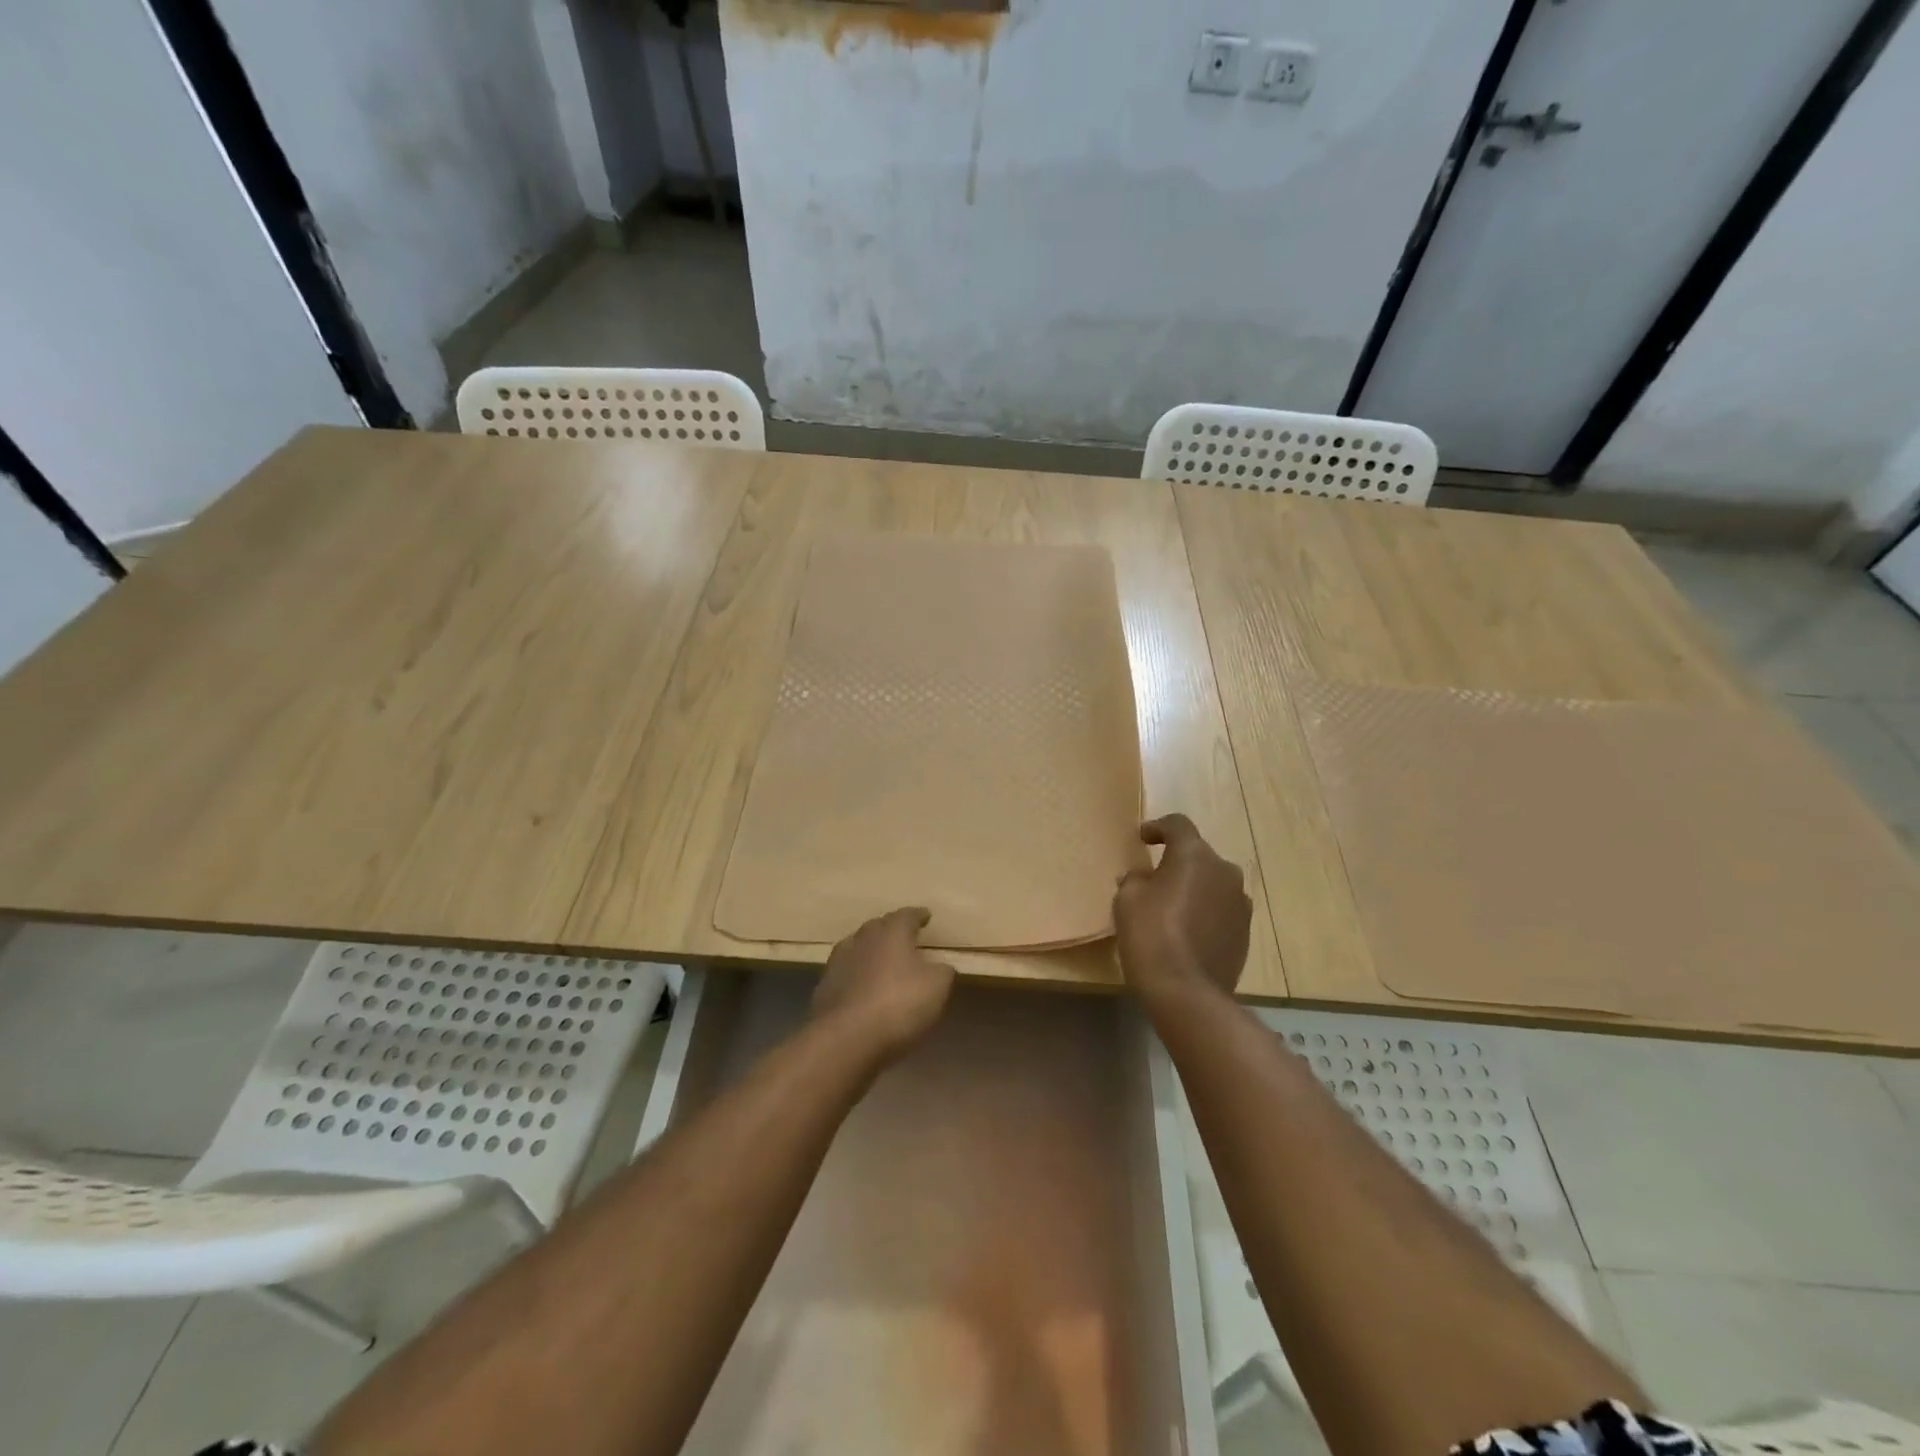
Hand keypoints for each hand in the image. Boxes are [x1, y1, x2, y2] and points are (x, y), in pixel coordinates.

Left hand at [812, 907, 956, 1061]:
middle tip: (905, 936)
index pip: (907, 915)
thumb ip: (942, 971)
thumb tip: (940, 966)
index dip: (918, 916)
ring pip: (858, 947)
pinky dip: (857, 975)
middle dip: (892, 929)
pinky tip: (863, 986)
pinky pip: (846, 972)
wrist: (846, 1039)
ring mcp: (839, 962)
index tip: (926, 916)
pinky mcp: (825, 987)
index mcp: (892, 932)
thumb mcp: (937, 987)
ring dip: (871, 951)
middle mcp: (863, 939)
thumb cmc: (899, 1004)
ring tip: (883, 959)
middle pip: (879, 926)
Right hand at [1113, 814, 1251, 1003]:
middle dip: (1177, 862)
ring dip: (1194, 888)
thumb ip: (1136, 879)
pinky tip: (1187, 931)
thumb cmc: (1151, 935)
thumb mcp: (1127, 900)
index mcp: (1195, 855)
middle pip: (1198, 855)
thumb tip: (1143, 878)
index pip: (1178, 825)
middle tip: (1154, 878)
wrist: (1187, 992)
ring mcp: (1240, 903)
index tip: (1143, 838)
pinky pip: (1221, 909)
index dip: (1158, 827)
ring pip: (1213, 883)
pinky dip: (1205, 911)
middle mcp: (1225, 871)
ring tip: (1172, 907)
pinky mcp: (1245, 931)